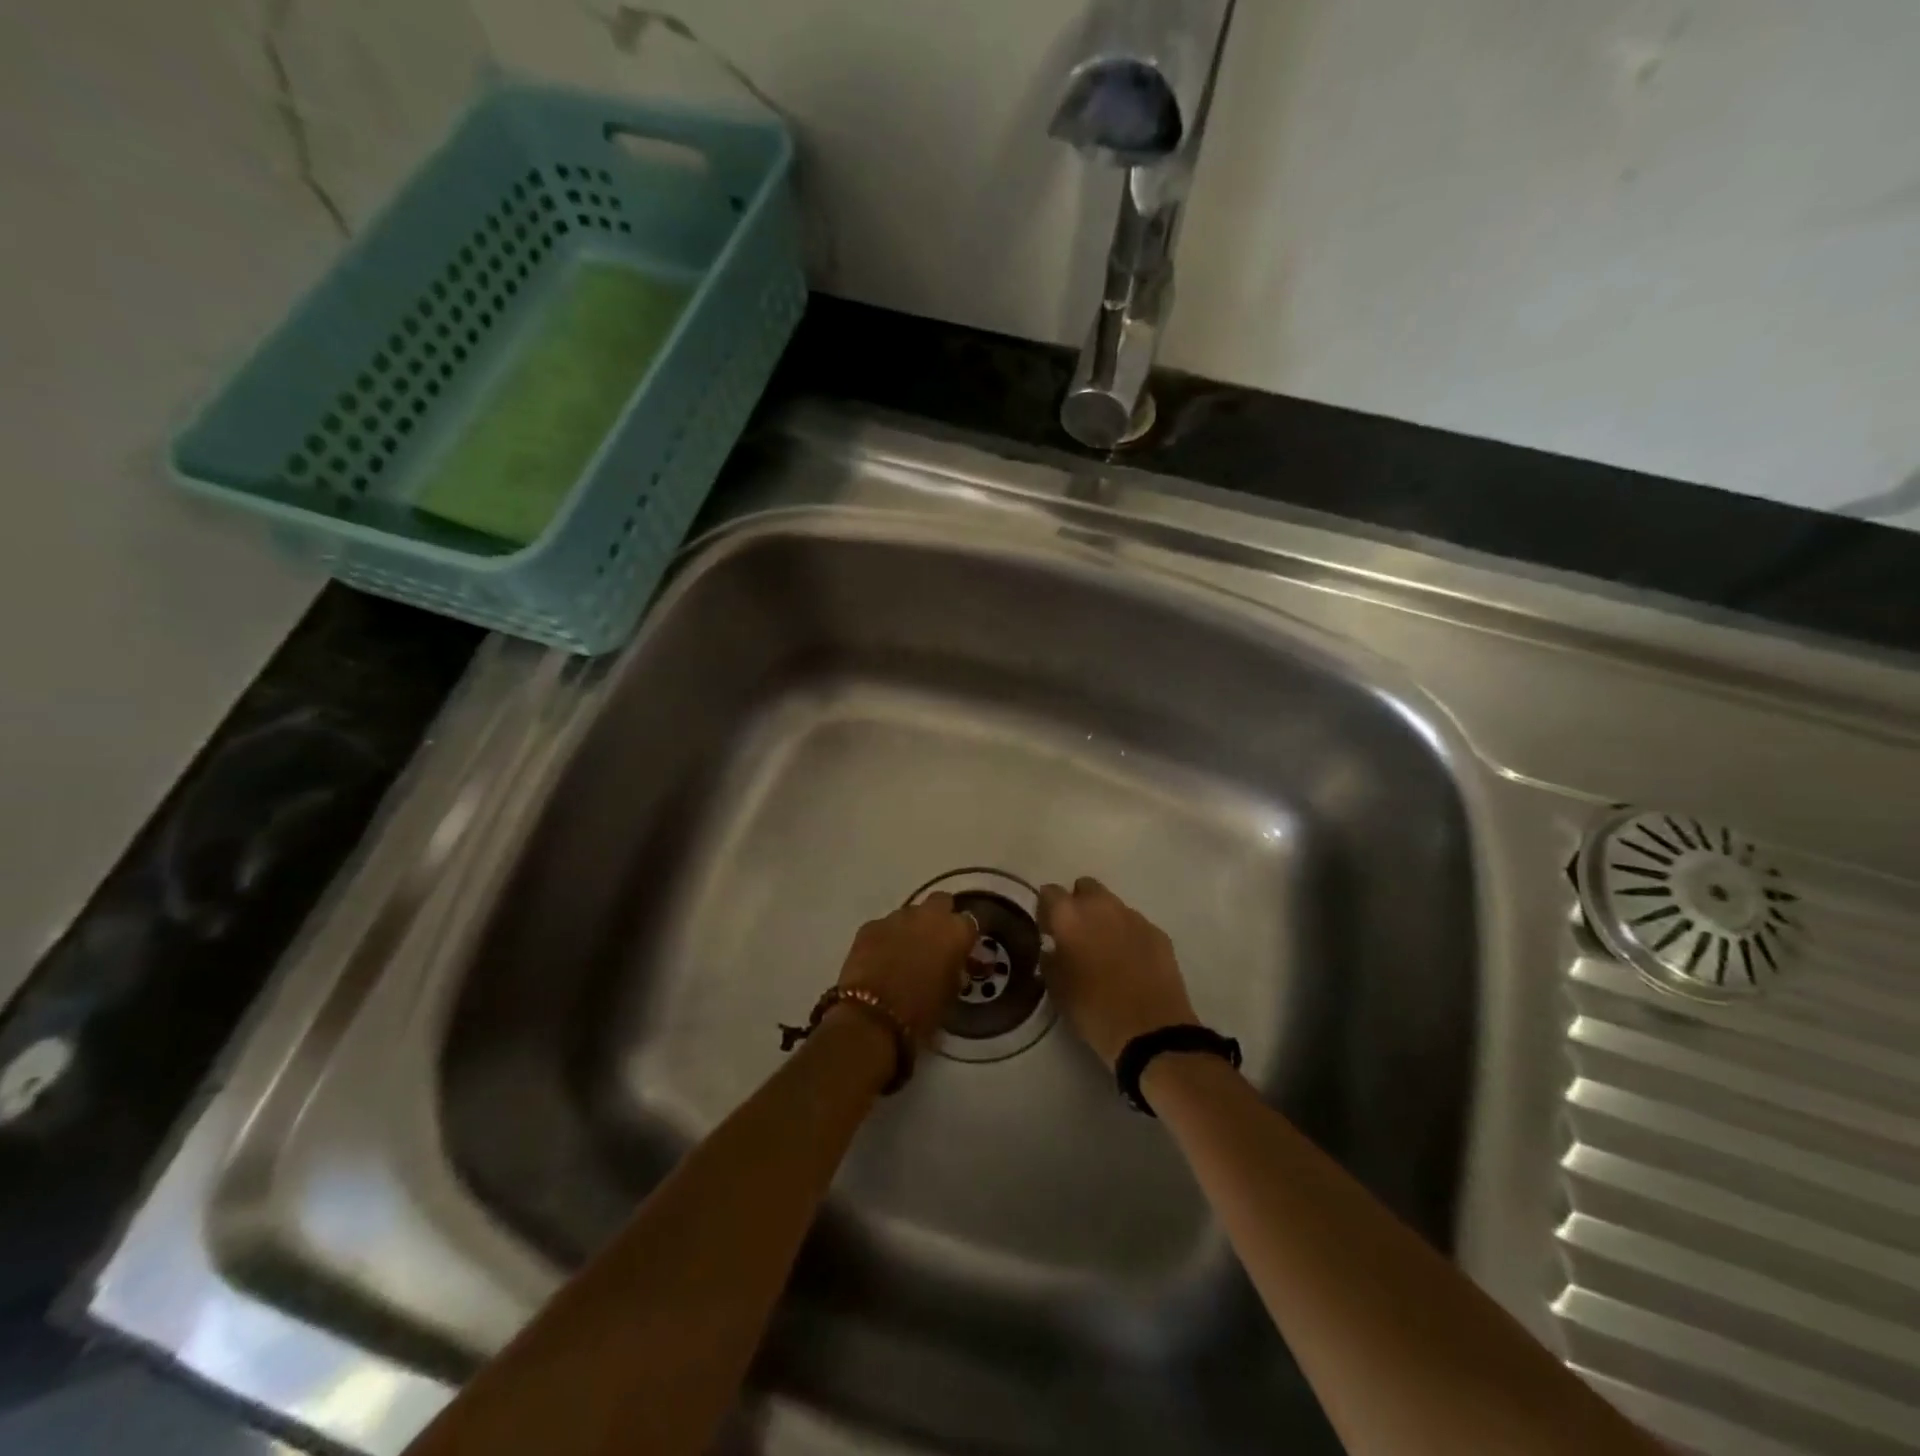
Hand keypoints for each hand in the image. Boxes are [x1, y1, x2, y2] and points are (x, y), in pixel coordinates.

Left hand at [836, 893, 975, 1046]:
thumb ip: (956, 970)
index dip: (963, 936)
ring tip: (903, 954)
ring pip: (909, 914)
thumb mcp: (951, 993)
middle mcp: (929, 915)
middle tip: (934, 942)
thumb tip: (952, 964)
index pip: (969, 922)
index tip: (959, 950)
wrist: (873, 1017)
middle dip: (939, 917)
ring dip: (910, 928)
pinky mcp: (870, 925)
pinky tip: (879, 959)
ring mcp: (896, 917)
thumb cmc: (922, 1011)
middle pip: (940, 902)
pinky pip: (883, 926)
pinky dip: (884, 938)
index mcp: (956, 931)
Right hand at [1038, 877, 1197, 1067]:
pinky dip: (1129, 936)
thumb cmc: (1093, 1010)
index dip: (1046, 910)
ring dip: (1105, 920)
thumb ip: (1050, 958)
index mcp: (1070, 915)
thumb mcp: (1056, 987)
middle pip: (1085, 888)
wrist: (1150, 1031)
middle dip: (1078, 905)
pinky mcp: (1158, 933)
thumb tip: (1053, 947)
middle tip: (1077, 935)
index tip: (1048, 931)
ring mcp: (1134, 917)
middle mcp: (1101, 906)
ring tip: (1105, 951)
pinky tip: (1130, 963)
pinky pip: (1136, 925)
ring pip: (1112, 905)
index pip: (1049, 892)